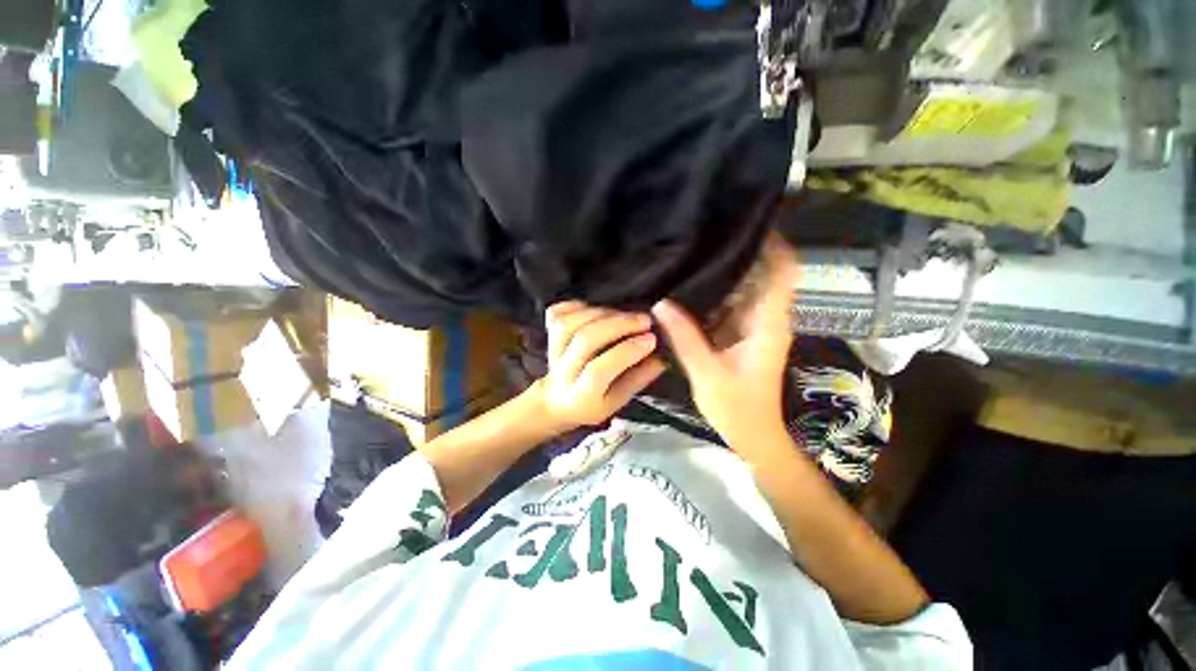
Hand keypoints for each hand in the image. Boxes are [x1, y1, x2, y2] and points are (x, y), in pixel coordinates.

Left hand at [535, 302, 665, 431]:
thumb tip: (662, 357)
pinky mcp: (548, 334)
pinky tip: (596, 309)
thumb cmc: (593, 402)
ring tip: (624, 315)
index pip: (599, 370)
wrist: (557, 400)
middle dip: (618, 325)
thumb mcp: (618, 401)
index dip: (626, 351)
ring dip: (601, 313)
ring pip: (570, 323)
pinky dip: (578, 306)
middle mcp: (563, 372)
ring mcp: (552, 351)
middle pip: (585, 340)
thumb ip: (638, 379)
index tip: (651, 339)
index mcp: (582, 395)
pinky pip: (557, 313)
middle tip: (644, 319)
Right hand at [653, 234, 797, 448]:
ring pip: (746, 287)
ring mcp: (754, 325)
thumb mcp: (706, 372)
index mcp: (767, 323)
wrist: (752, 434)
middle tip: (709, 232)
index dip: (773, 244)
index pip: (782, 272)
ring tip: (697, 251)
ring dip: (727, 270)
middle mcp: (766, 318)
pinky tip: (692, 285)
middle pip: (763, 273)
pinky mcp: (742, 333)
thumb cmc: (736, 407)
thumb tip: (660, 303)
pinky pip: (732, 303)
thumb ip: (685, 336)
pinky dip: (716, 292)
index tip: (748, 222)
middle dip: (742, 250)